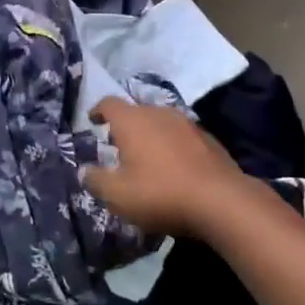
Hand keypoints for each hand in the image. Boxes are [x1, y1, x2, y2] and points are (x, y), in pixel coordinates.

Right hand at [80, 97, 252, 237]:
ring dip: (151, 135)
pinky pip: (182, 136)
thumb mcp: (117, 195)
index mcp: (132, 120)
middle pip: (136, 112)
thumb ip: (96, 180)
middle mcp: (159, 113)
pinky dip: (173, 146)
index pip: (109, 103)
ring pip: (161, 122)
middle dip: (125, 126)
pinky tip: (175, 167)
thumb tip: (84, 171)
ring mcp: (187, 123)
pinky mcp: (209, 139)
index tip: (93, 120)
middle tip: (118, 146)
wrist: (221, 201)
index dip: (98, 110)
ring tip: (147, 157)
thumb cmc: (160, 193)